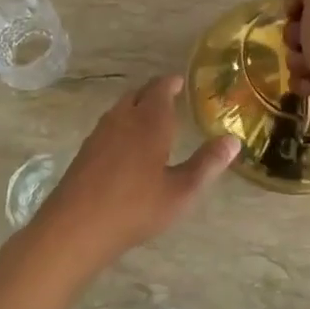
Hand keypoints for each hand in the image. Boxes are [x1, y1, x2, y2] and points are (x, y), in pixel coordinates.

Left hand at [16, 76, 237, 279]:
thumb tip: (233, 140)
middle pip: (138, 94)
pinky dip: (121, 124)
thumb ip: (207, 164)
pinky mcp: (85, 151)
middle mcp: (123, 119)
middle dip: (154, 92)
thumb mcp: (181, 191)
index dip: (171, 83)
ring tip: (149, 118)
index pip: (161, 89)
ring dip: (136, 106)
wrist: (76, 227)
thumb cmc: (136, 207)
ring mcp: (99, 134)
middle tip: (169, 97)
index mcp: (150, 122)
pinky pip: (108, 126)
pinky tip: (125, 145)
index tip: (180, 81)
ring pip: (120, 109)